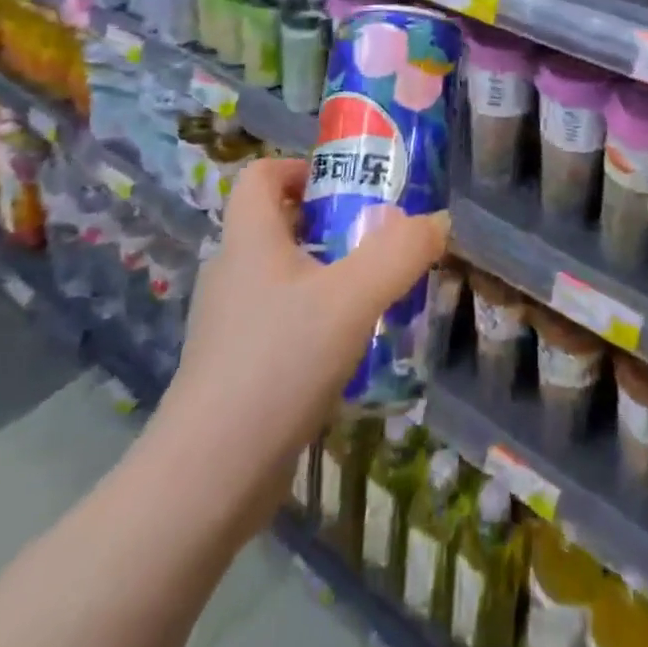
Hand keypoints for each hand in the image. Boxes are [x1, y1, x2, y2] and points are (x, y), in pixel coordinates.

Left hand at [163, 158, 448, 467]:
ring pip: (283, 277)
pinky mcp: (235, 369)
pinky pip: (280, 323)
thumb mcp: (353, 298)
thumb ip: (401, 252)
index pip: (259, 176)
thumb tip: (438, 222)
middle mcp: (232, 274)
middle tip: (376, 238)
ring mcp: (229, 325)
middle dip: (329, 222)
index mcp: (249, 241)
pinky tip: (349, 349)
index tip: (345, 184)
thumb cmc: (278, 363)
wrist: (208, 479)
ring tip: (374, 293)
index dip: (299, 167)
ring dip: (327, 274)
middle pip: (277, 224)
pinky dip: (314, 320)